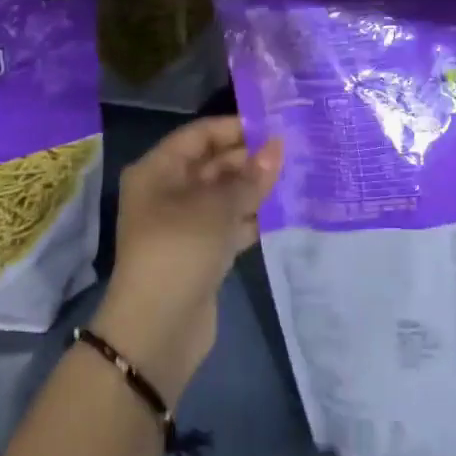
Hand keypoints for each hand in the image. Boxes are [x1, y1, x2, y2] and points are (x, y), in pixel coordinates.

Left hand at [94, 117, 282, 405]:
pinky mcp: (201, 252)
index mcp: (158, 171)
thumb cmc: (180, 250)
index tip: (275, 125)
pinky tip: (285, 210)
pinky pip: (230, 223)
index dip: (235, 128)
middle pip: (213, 164)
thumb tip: (278, 146)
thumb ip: (251, 177)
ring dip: (256, 188)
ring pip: (224, 195)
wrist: (157, 330)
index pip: (199, 135)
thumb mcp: (217, 208)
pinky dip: (253, 217)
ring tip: (297, 175)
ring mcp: (184, 224)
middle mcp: (168, 192)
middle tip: (294, 151)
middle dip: (250, 158)